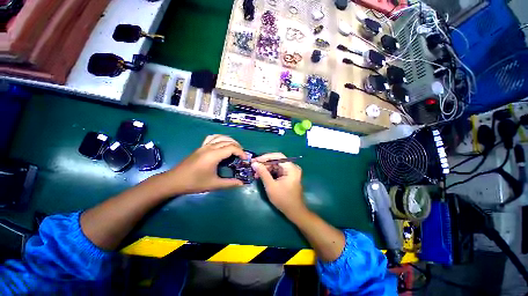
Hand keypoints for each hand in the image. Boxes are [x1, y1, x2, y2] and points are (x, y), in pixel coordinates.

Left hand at [164, 135, 246, 194]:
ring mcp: (204, 146)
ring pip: (220, 137)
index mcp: (213, 155)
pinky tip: (222, 143)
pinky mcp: (200, 147)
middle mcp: (209, 148)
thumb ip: (229, 183)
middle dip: (238, 146)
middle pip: (228, 141)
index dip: (241, 152)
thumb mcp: (214, 184)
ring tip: (235, 148)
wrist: (174, 180)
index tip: (245, 159)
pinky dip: (220, 138)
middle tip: (242, 155)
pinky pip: (212, 138)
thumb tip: (242, 183)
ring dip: (230, 140)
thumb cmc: (194, 183)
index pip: (232, 148)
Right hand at [251, 153, 305, 216]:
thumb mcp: (271, 186)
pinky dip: (270, 173)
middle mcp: (292, 167)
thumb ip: (263, 173)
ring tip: (256, 173)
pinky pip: (277, 170)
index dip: (265, 157)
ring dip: (266, 169)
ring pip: (276, 166)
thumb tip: (254, 163)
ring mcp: (291, 172)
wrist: (294, 211)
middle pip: (277, 161)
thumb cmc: (283, 199)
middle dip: (265, 164)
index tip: (255, 160)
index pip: (278, 156)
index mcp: (291, 168)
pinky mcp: (288, 176)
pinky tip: (262, 176)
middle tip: (254, 167)